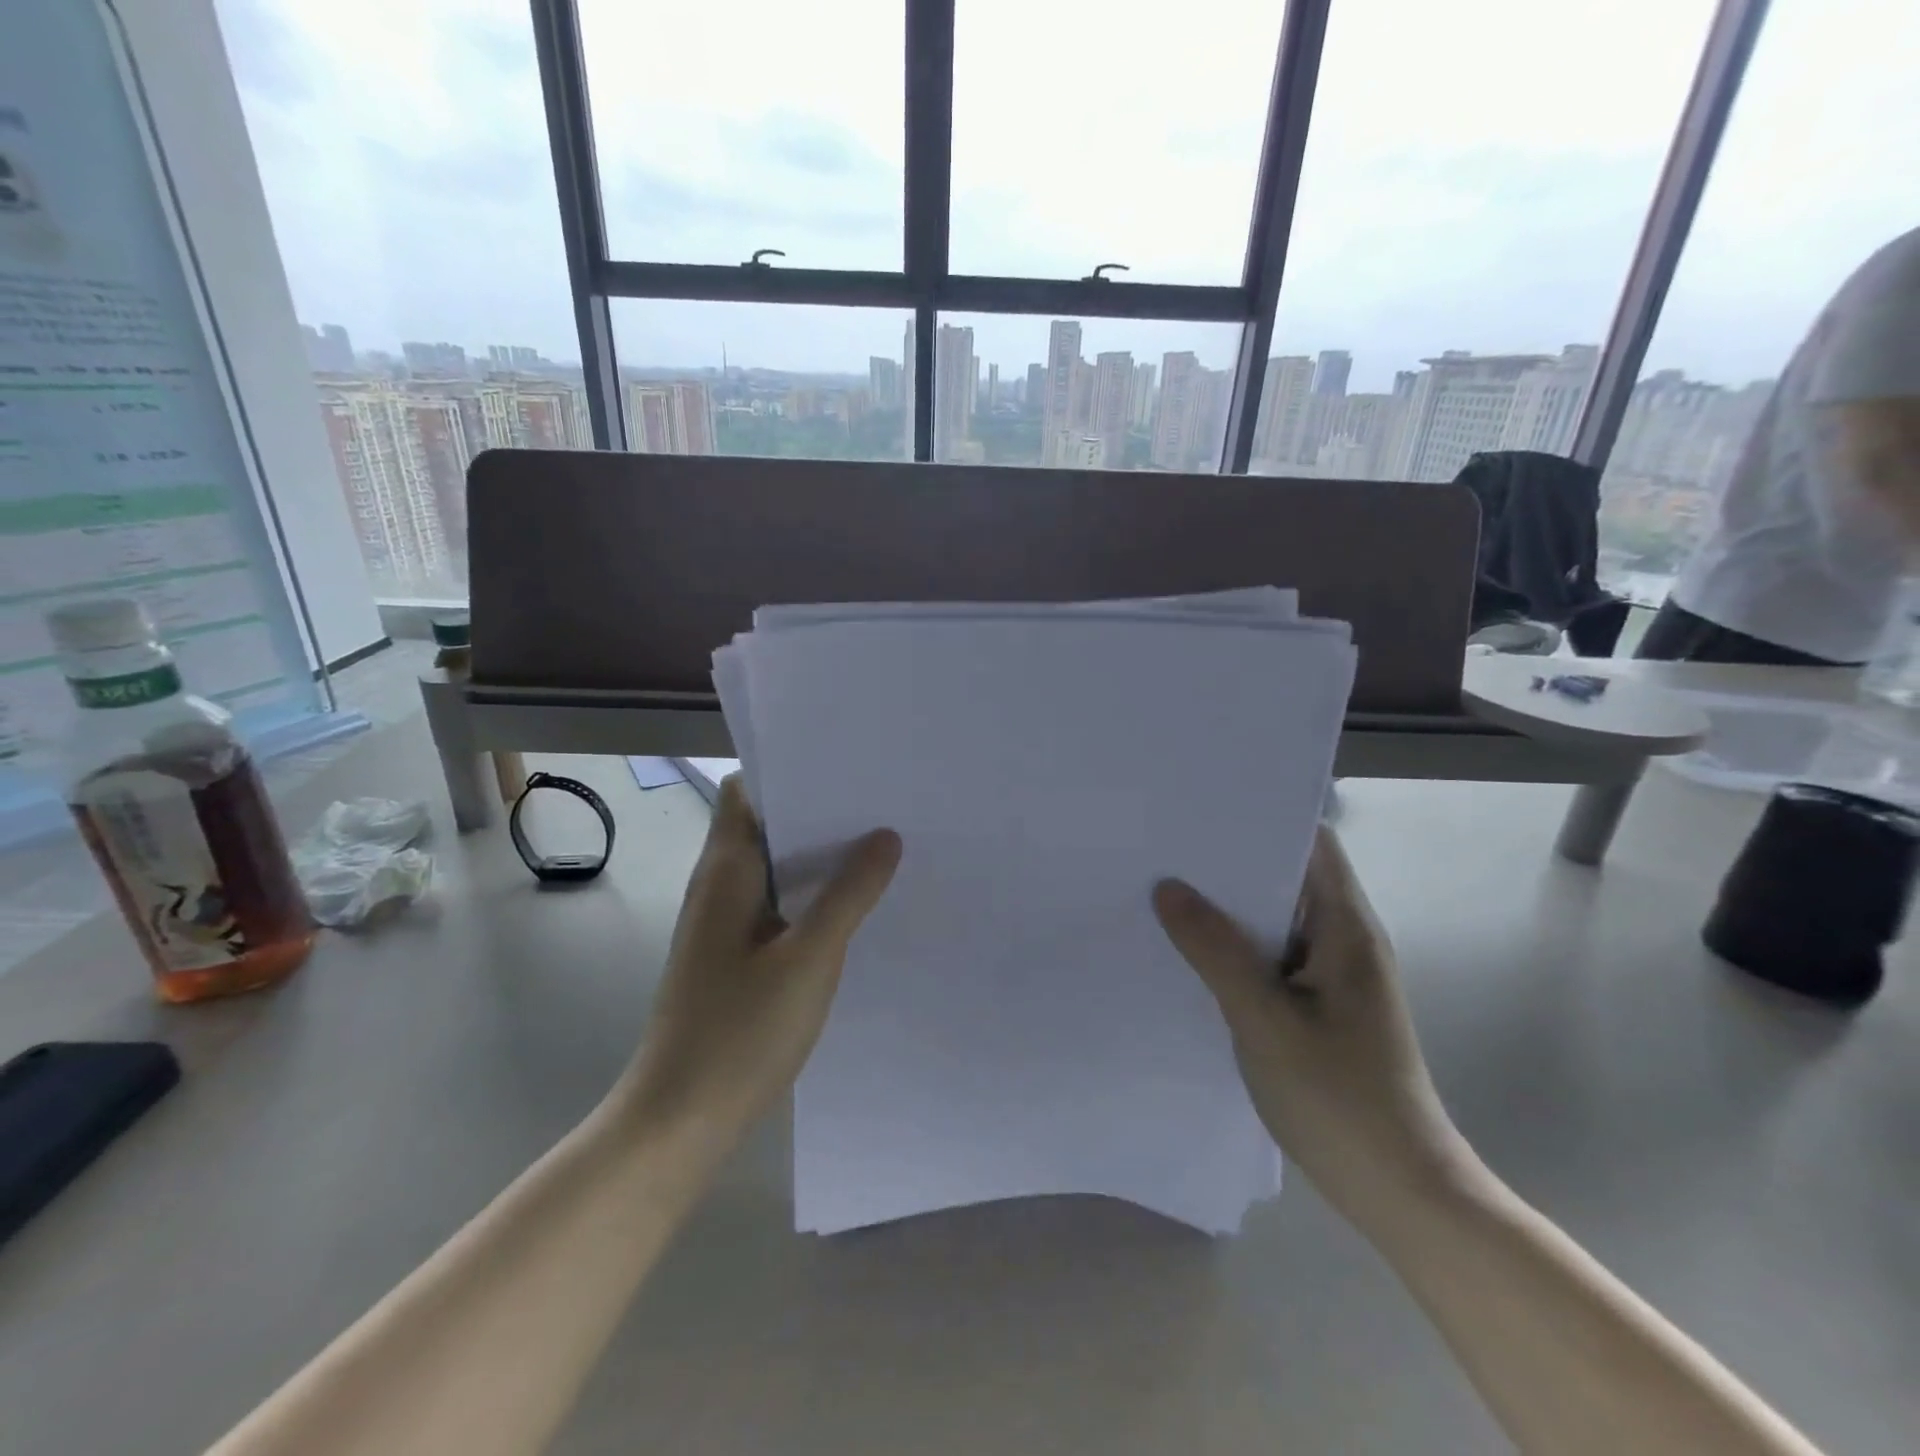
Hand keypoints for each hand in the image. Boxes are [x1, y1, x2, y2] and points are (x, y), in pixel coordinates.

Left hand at [622, 776, 901, 1137]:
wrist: (680, 1120)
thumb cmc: (740, 1030)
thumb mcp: (810, 957)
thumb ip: (849, 894)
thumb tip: (885, 835)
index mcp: (726, 870)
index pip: (746, 791)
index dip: (790, 773)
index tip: (846, 769)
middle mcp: (720, 886)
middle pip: (766, 825)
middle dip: (819, 813)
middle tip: (882, 805)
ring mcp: (725, 924)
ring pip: (775, 868)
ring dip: (819, 857)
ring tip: (881, 847)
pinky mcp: (734, 956)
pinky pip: (777, 905)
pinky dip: (811, 896)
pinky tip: (855, 907)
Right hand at [1153, 826, 1475, 1226]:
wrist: (1399, 1192)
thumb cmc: (1339, 1098)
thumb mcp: (1265, 1019)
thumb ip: (1216, 950)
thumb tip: (1168, 888)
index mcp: (1346, 928)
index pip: (1312, 844)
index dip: (1263, 818)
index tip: (1202, 810)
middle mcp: (1342, 941)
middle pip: (1287, 878)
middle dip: (1230, 863)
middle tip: (1165, 848)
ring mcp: (1330, 977)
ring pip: (1274, 921)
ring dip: (1228, 908)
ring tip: (1163, 890)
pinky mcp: (1316, 1007)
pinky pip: (1269, 958)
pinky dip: (1233, 948)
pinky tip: (1188, 953)